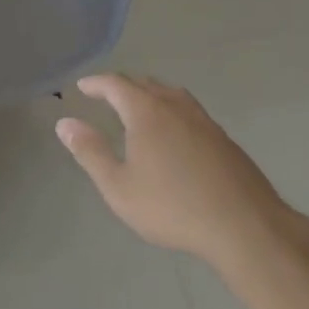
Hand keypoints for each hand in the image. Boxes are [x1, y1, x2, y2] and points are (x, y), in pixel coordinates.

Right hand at [56, 73, 291, 268]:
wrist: (244, 225)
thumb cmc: (172, 206)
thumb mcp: (119, 187)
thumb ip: (90, 152)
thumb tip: (64, 123)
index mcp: (146, 111)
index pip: (116, 84)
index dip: (97, 83)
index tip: (83, 87)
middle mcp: (174, 105)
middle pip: (145, 84)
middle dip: (123, 87)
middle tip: (108, 96)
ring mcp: (203, 120)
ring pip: (171, 94)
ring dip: (151, 95)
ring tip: (141, 108)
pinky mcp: (223, 138)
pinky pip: (189, 112)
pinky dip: (173, 111)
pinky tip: (175, 134)